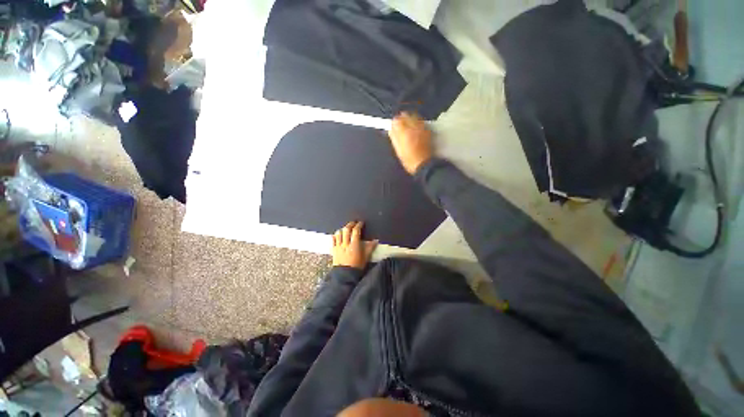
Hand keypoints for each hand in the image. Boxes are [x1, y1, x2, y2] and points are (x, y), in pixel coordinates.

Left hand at [332, 221, 377, 269]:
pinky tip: (338, 235)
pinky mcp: (333, 250)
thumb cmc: (357, 266)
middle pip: (346, 230)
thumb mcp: (366, 257)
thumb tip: (376, 240)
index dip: (358, 225)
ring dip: (343, 229)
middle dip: (350, 224)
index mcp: (354, 245)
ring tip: (346, 228)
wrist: (345, 276)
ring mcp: (338, 246)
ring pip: (339, 233)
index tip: (361, 223)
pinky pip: (333, 240)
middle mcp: (345, 244)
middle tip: (354, 223)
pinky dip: (335, 235)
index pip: (356, 231)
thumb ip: (370, 248)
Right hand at [388, 112, 433, 173]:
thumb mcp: (398, 150)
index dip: (394, 122)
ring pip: (415, 117)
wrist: (423, 164)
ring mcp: (421, 129)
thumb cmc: (409, 159)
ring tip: (407, 124)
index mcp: (405, 133)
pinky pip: (421, 122)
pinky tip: (415, 128)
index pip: (397, 120)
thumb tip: (391, 130)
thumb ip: (394, 137)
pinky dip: (417, 122)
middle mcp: (414, 128)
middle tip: (399, 123)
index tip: (393, 125)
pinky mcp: (427, 131)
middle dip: (402, 118)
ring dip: (410, 118)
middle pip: (406, 115)